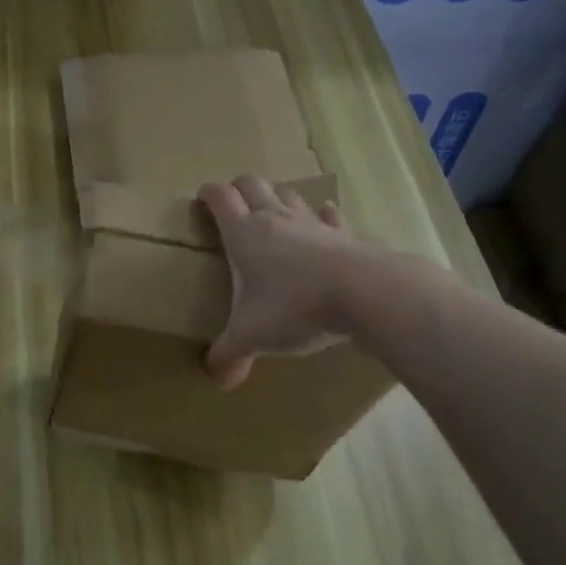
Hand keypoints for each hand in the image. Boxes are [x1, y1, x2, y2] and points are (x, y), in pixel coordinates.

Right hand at [197, 175, 364, 388]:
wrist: (363, 293)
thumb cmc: (294, 306)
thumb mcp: (252, 336)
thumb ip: (230, 355)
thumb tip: (216, 380)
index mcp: (244, 234)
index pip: (220, 198)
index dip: (208, 193)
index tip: (202, 198)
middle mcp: (275, 219)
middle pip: (253, 184)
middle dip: (240, 188)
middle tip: (234, 204)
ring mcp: (312, 223)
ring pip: (289, 196)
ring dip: (278, 199)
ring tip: (274, 214)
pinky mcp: (343, 234)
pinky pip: (329, 216)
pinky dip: (322, 216)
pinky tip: (324, 220)